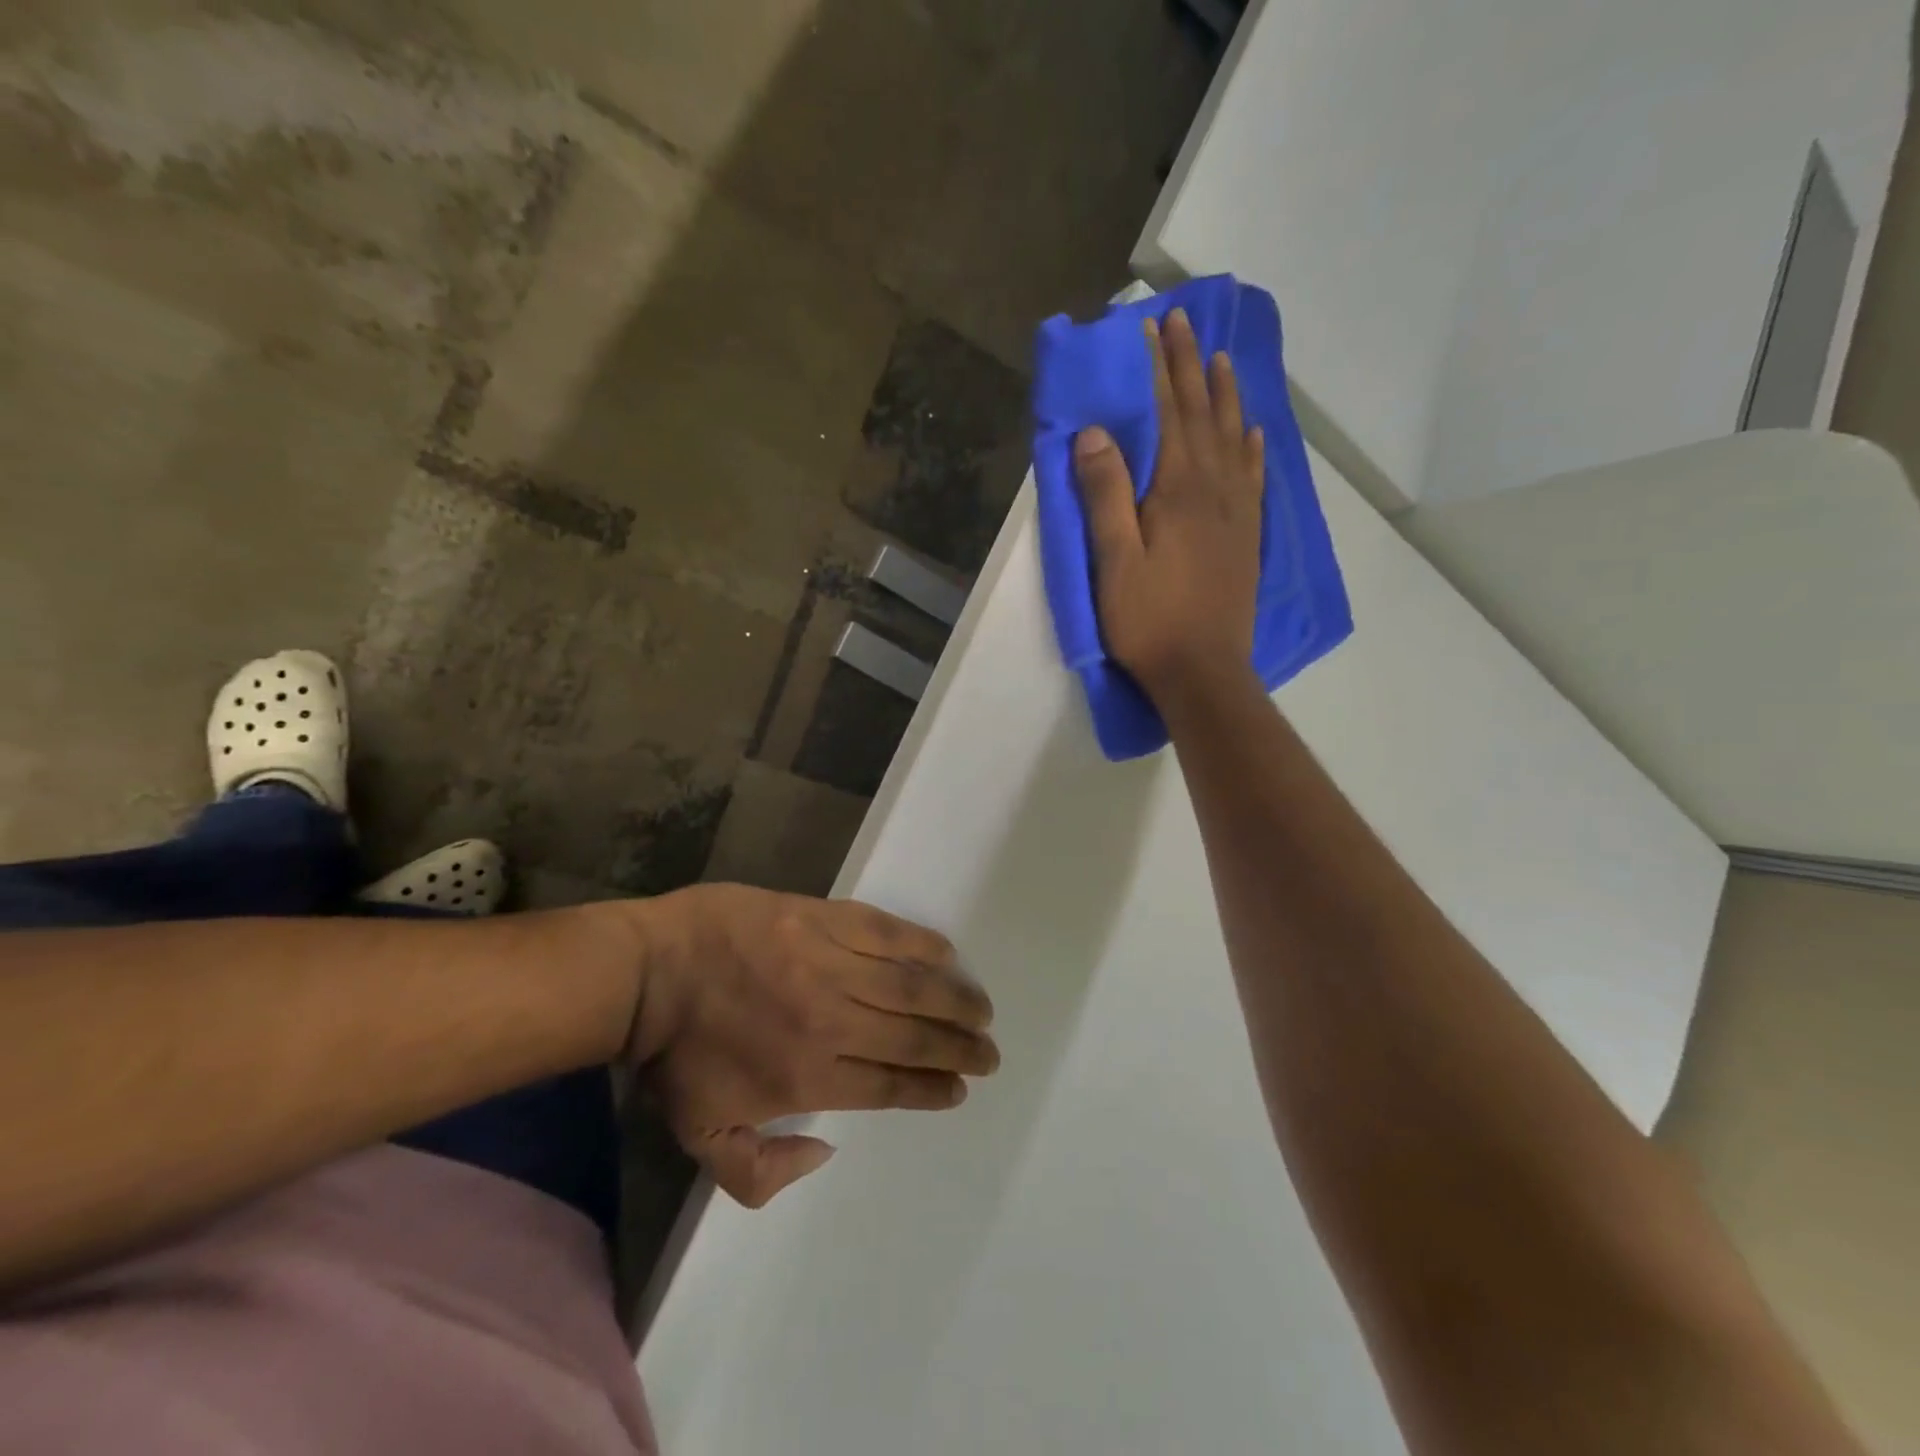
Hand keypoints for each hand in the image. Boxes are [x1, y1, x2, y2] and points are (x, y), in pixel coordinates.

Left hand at [622, 885, 997, 1207]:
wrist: (647, 972)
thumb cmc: (674, 1056)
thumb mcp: (701, 1139)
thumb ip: (759, 1173)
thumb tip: (824, 1153)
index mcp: (807, 1077)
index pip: (888, 1087)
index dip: (931, 1089)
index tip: (960, 1089)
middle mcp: (830, 1022)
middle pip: (912, 1037)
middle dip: (959, 1049)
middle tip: (990, 1053)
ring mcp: (828, 963)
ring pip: (909, 985)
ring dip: (952, 999)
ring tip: (982, 1010)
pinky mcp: (820, 918)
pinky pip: (883, 931)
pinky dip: (919, 943)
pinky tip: (945, 952)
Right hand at [1073, 306, 1264, 705]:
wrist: (1203, 672)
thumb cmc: (1149, 621)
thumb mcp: (1114, 561)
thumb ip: (1105, 496)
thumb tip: (1094, 433)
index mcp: (1178, 492)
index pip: (1169, 414)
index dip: (1161, 369)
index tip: (1155, 326)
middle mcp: (1214, 490)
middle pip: (1203, 416)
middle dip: (1191, 367)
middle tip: (1185, 323)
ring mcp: (1236, 514)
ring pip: (1234, 440)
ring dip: (1225, 397)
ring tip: (1221, 361)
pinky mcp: (1246, 539)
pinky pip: (1254, 479)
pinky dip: (1252, 449)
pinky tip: (1253, 434)